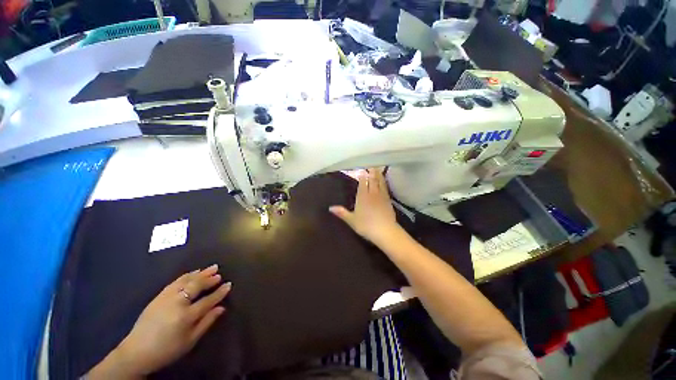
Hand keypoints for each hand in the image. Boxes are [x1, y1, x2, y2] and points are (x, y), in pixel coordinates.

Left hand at [87, 265, 231, 378]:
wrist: (136, 352)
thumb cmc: (167, 349)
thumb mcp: (190, 341)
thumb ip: (206, 322)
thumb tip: (221, 308)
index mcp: (186, 316)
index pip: (208, 300)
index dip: (219, 292)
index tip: (229, 285)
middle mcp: (177, 303)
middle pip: (197, 286)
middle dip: (209, 278)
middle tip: (219, 272)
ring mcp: (166, 298)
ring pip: (186, 281)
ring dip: (200, 273)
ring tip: (210, 268)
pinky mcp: (158, 296)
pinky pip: (175, 282)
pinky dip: (186, 276)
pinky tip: (192, 273)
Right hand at [330, 168, 400, 246]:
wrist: (385, 231)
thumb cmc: (366, 225)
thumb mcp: (351, 220)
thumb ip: (342, 212)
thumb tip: (330, 208)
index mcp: (363, 196)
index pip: (363, 183)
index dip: (362, 176)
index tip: (361, 170)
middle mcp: (372, 193)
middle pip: (372, 180)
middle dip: (371, 172)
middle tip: (371, 166)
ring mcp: (382, 196)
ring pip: (380, 182)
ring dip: (379, 175)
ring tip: (378, 169)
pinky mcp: (388, 200)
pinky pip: (385, 188)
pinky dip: (384, 183)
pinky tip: (384, 182)